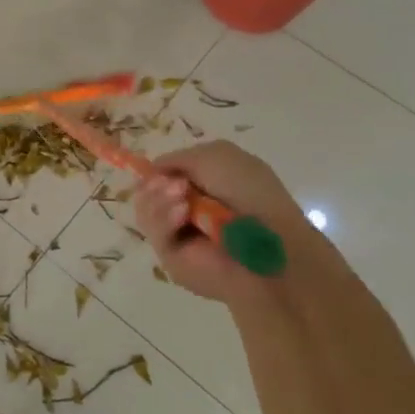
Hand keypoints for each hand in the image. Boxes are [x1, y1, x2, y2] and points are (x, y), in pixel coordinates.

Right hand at [132, 140, 319, 303]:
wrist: (270, 242)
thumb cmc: (252, 194)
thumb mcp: (216, 156)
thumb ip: (177, 158)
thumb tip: (152, 171)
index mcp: (202, 186)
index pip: (161, 177)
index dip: (156, 171)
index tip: (160, 169)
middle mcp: (187, 210)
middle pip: (146, 192)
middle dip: (155, 184)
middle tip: (176, 186)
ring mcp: (178, 234)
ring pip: (145, 210)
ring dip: (158, 199)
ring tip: (182, 200)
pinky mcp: (171, 258)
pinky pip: (154, 232)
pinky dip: (163, 218)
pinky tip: (181, 214)